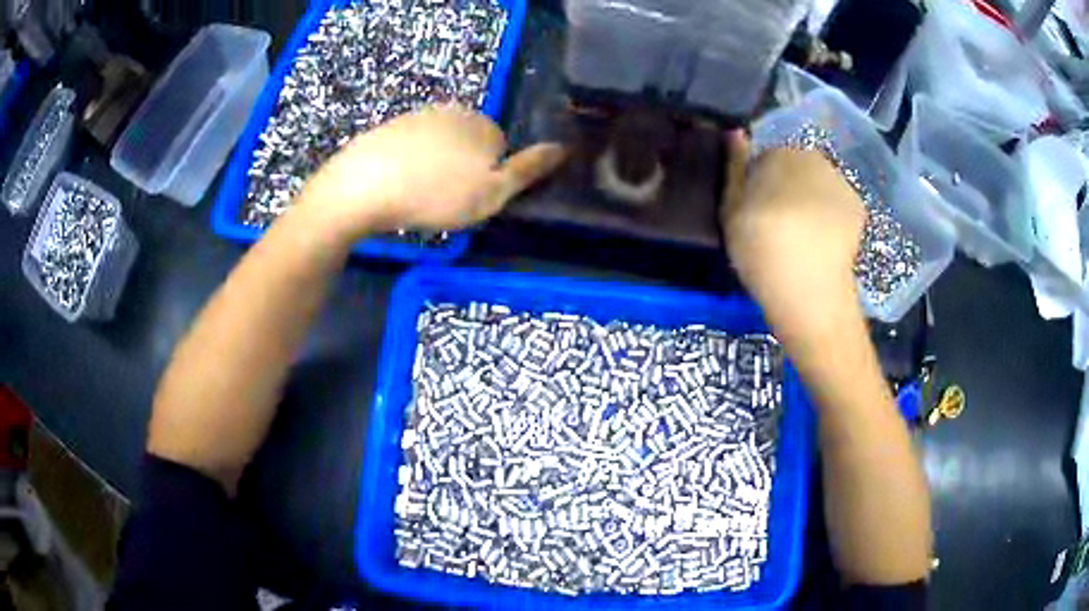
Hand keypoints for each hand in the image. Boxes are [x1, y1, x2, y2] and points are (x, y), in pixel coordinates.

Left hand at [297, 104, 565, 240]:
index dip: (489, 177)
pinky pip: (410, 148)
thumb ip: (527, 171)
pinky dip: (407, 165)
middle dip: (461, 168)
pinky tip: (395, 185)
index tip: (469, 199)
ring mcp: (417, 116)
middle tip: (443, 200)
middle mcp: (452, 111)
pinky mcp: (387, 128)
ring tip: (417, 195)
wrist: (363, 187)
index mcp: (482, 124)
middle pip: (469, 144)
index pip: (501, 148)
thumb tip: (563, 148)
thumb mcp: (491, 193)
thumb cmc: (435, 194)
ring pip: (438, 146)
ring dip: (434, 168)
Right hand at [720, 131, 864, 324]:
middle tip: (778, 226)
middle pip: (796, 170)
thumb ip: (734, 167)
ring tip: (803, 238)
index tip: (755, 214)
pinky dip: (832, 218)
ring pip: (819, 187)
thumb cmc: (759, 245)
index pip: (765, 160)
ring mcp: (840, 182)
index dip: (758, 186)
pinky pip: (838, 205)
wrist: (808, 286)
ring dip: (811, 202)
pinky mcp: (859, 208)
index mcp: (779, 153)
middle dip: (789, 189)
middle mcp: (814, 158)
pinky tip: (824, 243)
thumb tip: (736, 132)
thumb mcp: (730, 208)